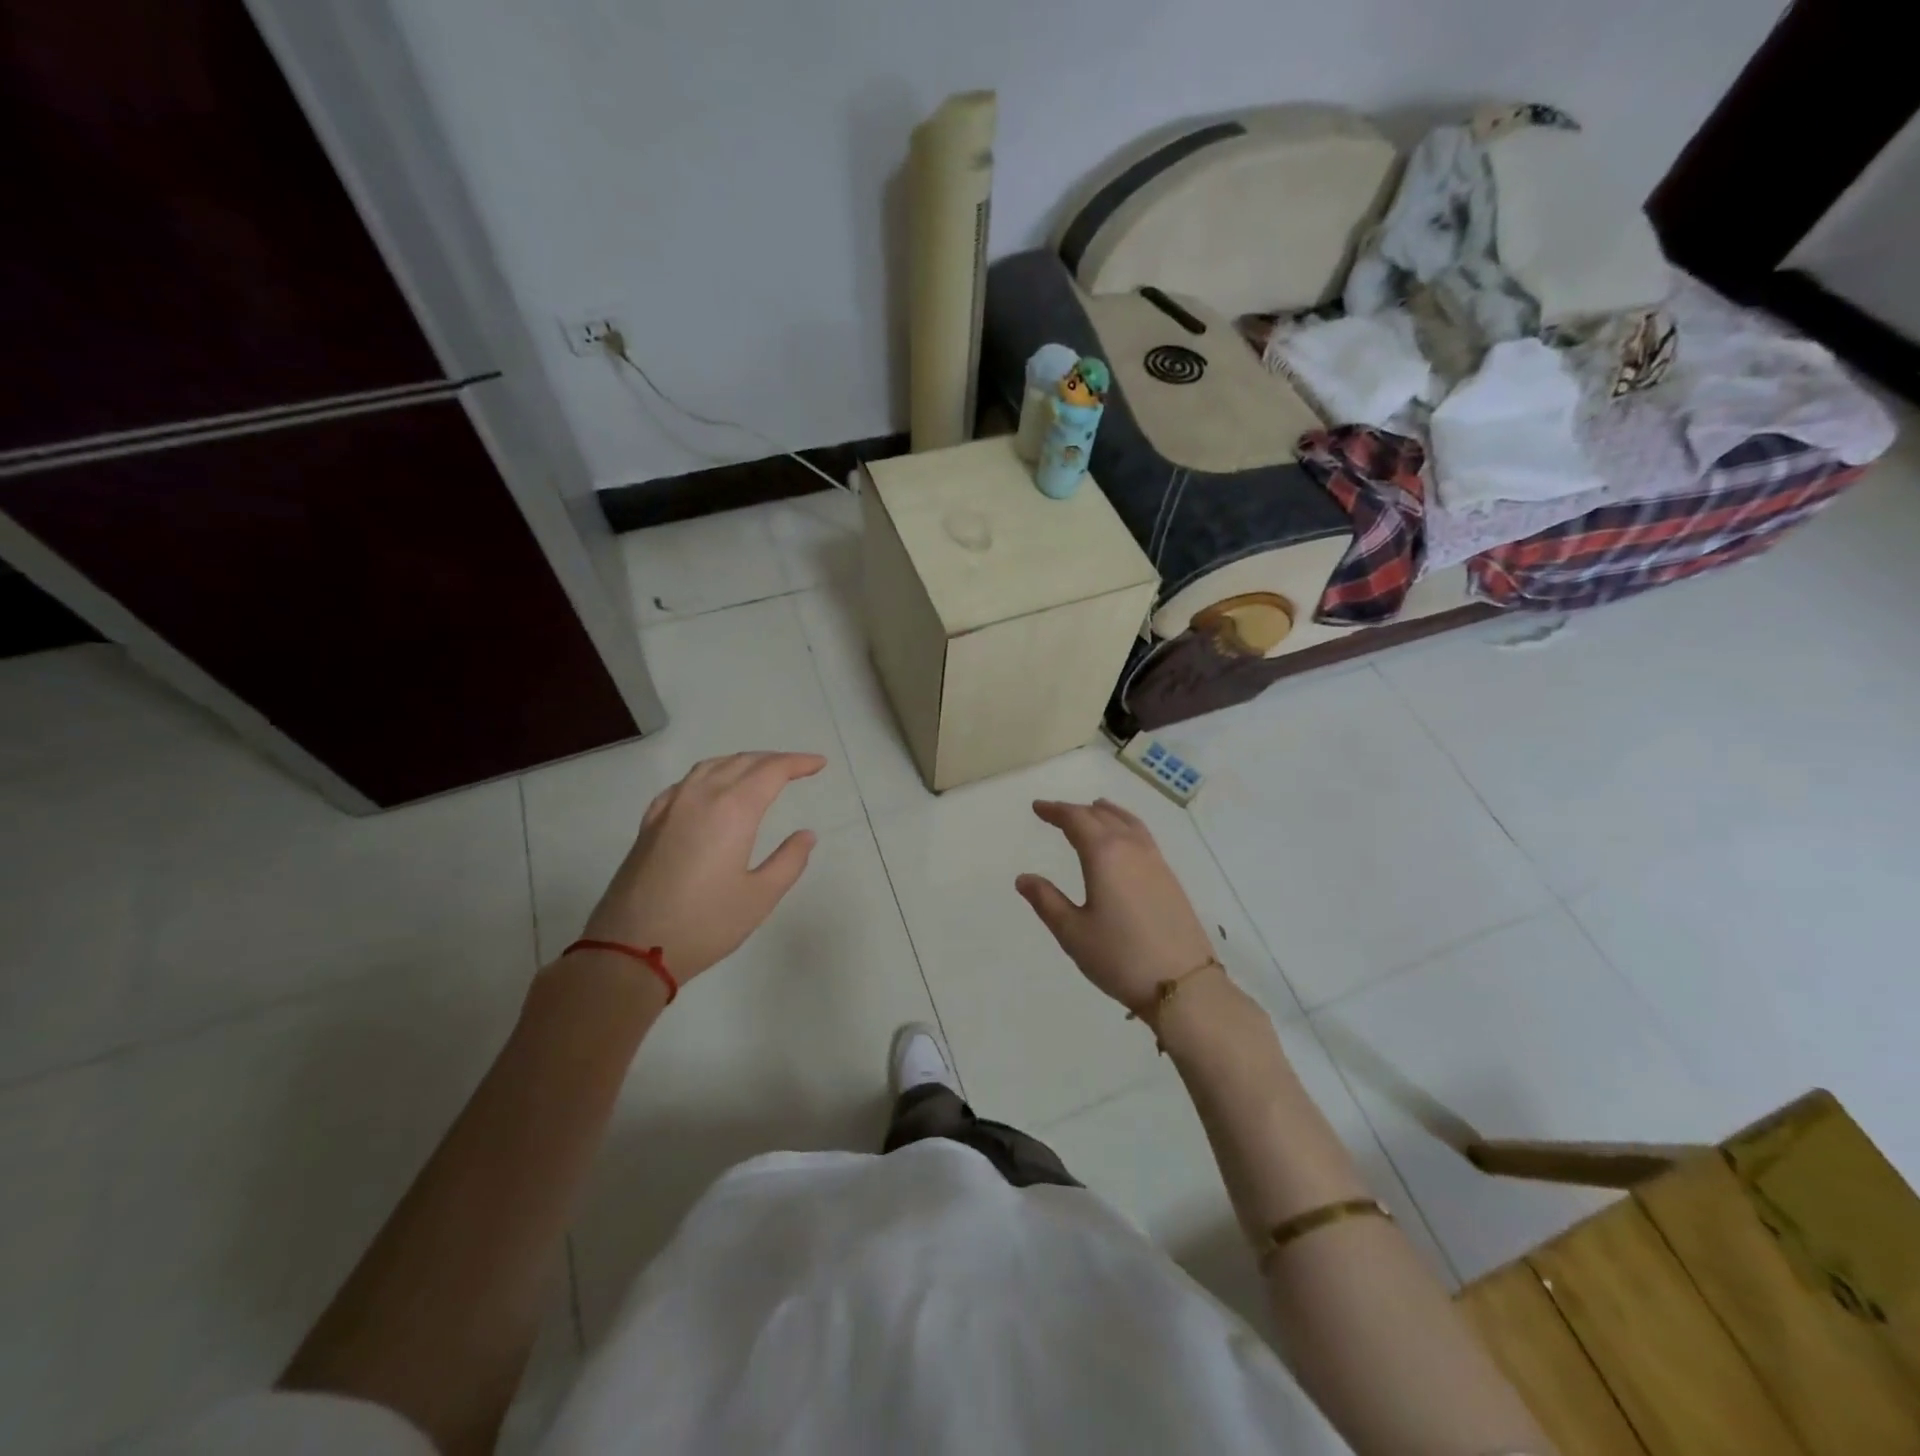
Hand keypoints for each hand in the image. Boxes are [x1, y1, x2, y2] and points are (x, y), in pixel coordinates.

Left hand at [579, 752, 825, 982]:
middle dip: (773, 760)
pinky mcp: (650, 823)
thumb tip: (806, 835)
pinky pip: (685, 783)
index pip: (771, 771)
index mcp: (733, 810)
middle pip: (741, 762)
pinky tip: (710, 791)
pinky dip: (708, 775)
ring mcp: (670, 807)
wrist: (630, 949)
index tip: (819, 763)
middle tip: (796, 768)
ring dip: (740, 762)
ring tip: (759, 772)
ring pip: (710, 767)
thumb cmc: (704, 924)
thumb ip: (788, 861)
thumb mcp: (759, 897)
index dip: (798, 763)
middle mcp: (700, 797)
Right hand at [1016, 798, 1214, 1012]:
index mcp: (1104, 854)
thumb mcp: (1073, 932)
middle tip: (1056, 813)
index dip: (1055, 811)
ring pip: (1128, 822)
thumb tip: (1024, 878)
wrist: (1184, 984)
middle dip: (1076, 811)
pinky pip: (1143, 836)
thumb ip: (1046, 901)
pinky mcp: (1170, 878)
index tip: (1038, 807)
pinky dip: (1126, 825)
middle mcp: (1131, 848)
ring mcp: (1155, 861)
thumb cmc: (1119, 957)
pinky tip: (1124, 841)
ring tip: (1095, 809)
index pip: (1076, 820)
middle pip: (1102, 816)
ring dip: (1106, 813)